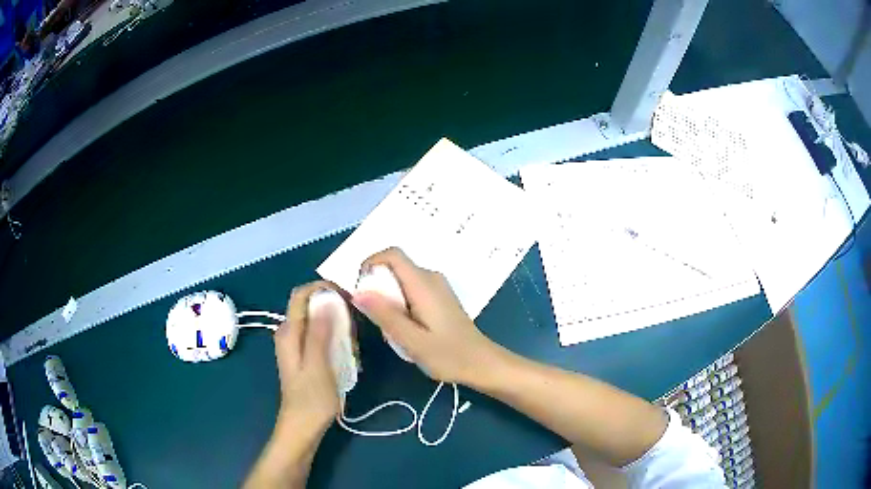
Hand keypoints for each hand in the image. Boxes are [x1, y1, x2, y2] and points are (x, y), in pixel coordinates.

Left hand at [274, 281, 340, 430]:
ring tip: (353, 349)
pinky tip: (347, 357)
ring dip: (338, 328)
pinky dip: (335, 340)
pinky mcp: (305, 355)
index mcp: (289, 331)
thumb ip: (319, 331)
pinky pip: (321, 336)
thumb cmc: (311, 399)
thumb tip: (326, 299)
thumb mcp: (318, 364)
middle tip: (354, 330)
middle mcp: (290, 332)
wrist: (303, 426)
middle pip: (312, 306)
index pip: (302, 294)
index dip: (323, 288)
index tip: (348, 296)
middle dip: (335, 310)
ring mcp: (297, 344)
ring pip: (319, 321)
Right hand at [351, 247, 500, 384]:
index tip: (361, 289)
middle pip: (395, 267)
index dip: (371, 263)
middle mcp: (431, 278)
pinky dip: (400, 301)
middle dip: (377, 286)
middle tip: (375, 317)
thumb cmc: (448, 355)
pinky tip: (406, 328)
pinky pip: (412, 288)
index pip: (392, 254)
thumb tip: (358, 292)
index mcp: (423, 284)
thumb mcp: (412, 340)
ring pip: (402, 279)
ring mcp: (437, 287)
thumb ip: (385, 315)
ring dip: (388, 297)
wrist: (481, 364)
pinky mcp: (440, 297)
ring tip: (391, 328)